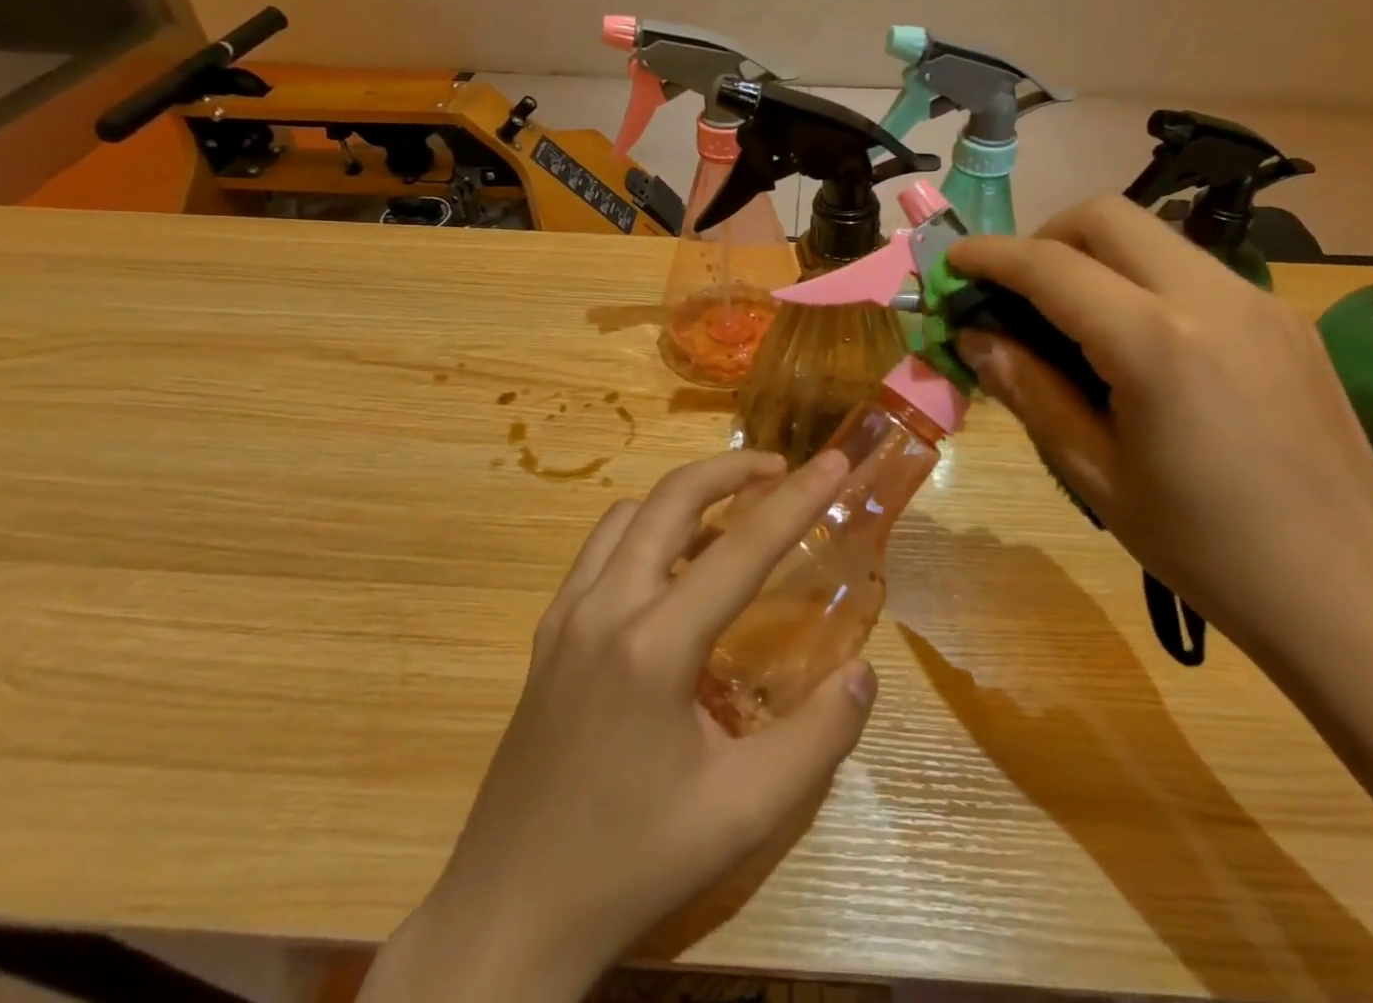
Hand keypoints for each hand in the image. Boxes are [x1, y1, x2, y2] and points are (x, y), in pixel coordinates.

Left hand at [362, 449, 875, 1002]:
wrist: (509, 911)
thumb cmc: (634, 861)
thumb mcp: (744, 813)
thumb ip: (817, 738)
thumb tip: (863, 672)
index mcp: (654, 646)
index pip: (742, 548)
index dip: (797, 499)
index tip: (833, 460)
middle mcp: (605, 607)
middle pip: (673, 498)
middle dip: (731, 468)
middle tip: (780, 468)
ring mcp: (566, 614)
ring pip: (631, 515)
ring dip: (685, 497)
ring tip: (731, 517)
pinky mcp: (547, 632)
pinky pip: (601, 549)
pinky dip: (645, 530)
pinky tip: (671, 571)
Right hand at [951, 194, 1372, 661]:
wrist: (1355, 595)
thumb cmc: (1206, 549)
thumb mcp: (1094, 473)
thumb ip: (1028, 389)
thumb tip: (974, 337)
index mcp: (1156, 343)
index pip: (1051, 265)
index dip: (991, 255)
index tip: (953, 262)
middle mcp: (1212, 297)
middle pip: (1106, 216)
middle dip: (1044, 237)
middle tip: (1016, 292)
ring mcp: (1259, 301)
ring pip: (1153, 235)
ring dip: (1094, 255)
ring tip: (1071, 319)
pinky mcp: (1285, 318)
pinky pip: (1192, 269)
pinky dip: (1141, 279)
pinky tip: (1137, 343)